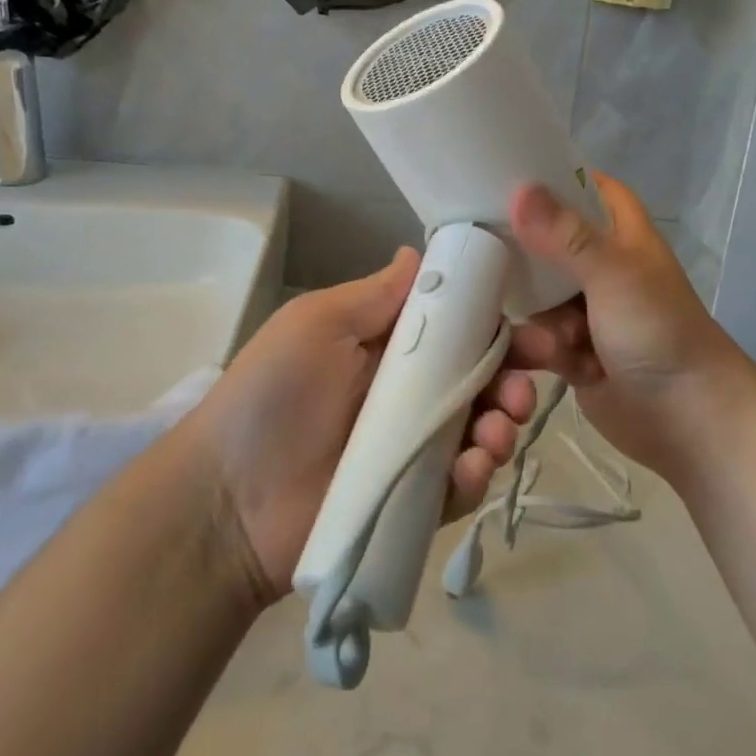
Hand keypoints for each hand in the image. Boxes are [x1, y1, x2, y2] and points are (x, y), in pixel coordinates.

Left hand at [196, 249, 533, 603]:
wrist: (226, 500)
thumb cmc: (272, 395)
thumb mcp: (316, 324)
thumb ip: (374, 295)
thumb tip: (417, 252)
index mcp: (388, 348)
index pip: (456, 329)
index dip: (494, 326)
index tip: (529, 328)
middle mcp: (408, 395)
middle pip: (479, 382)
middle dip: (512, 380)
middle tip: (525, 386)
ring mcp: (414, 451)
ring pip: (480, 432)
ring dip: (504, 426)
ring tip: (500, 428)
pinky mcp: (414, 502)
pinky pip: (460, 485)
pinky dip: (477, 475)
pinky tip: (473, 467)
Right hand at [487, 173, 755, 484]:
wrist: (687, 419)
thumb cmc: (658, 331)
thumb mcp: (613, 273)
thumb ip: (564, 234)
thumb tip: (519, 189)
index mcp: (619, 231)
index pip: (581, 186)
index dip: (546, 177)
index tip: (496, 173)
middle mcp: (599, 263)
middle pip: (544, 240)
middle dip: (520, 254)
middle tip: (479, 254)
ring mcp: (584, 307)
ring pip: (534, 293)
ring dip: (538, 317)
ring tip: (558, 341)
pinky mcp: (570, 349)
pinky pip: (536, 335)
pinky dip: (540, 348)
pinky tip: (551, 361)